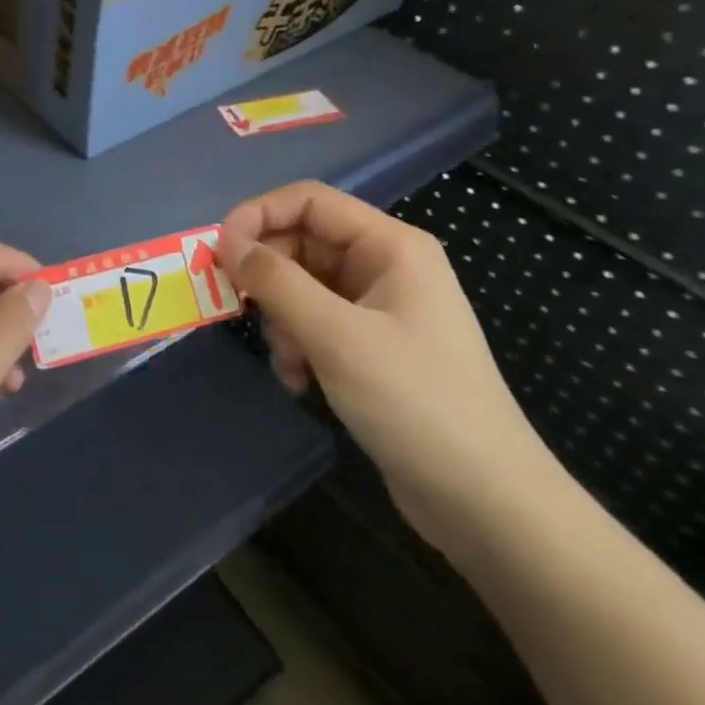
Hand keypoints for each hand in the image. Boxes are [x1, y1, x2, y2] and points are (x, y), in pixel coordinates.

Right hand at [218, 182, 561, 554]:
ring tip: (287, 362)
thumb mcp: (336, 336)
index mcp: (390, 246)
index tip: (217, 250)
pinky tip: (299, 381)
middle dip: (268, 277)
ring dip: (281, 319)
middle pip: (301, 242)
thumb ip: (276, 281)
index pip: (309, 201)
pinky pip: (314, 322)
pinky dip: (296, 344)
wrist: (487, 504)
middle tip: (241, 311)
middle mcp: (384, 266)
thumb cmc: (416, 403)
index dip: (258, 215)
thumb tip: (227, 243)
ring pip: (301, 286)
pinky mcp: (370, 346)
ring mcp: (378, 307)